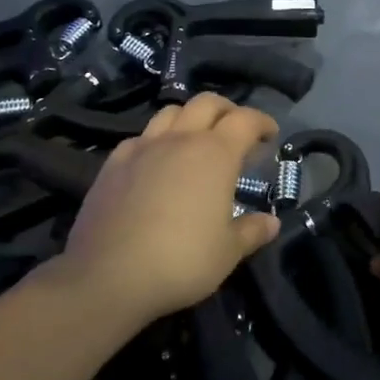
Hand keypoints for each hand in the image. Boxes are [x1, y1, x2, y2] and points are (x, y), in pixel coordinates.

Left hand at [61, 93, 281, 321]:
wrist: (107, 276)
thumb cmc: (181, 261)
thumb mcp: (228, 252)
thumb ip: (252, 231)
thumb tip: (271, 222)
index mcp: (215, 154)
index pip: (246, 120)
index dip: (262, 122)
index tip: (270, 135)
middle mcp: (179, 140)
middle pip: (207, 103)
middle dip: (227, 110)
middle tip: (236, 132)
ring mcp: (142, 148)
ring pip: (170, 113)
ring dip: (189, 118)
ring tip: (195, 141)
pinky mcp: (113, 164)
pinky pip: (140, 138)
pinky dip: (156, 141)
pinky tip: (156, 163)